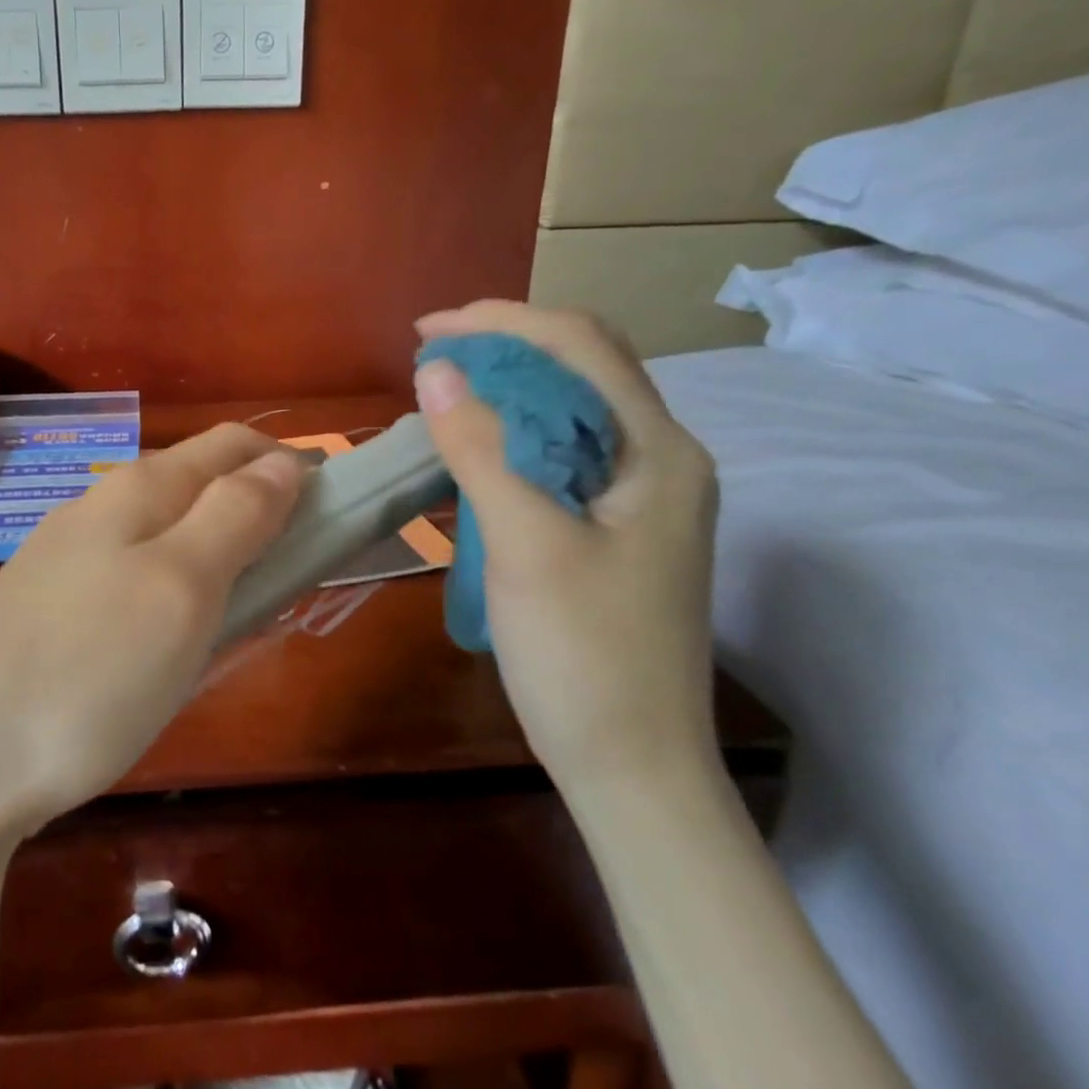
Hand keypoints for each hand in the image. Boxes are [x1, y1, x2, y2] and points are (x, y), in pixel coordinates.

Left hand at [0, 424, 305, 840]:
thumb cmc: (90, 668)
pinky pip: (132, 586)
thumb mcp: (183, 585)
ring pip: (164, 540)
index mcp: (139, 490)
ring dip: (216, 561)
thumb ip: (237, 515)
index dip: (289, 464)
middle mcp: (99, 510)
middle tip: (299, 575)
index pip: (232, 446)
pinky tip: (173, 644)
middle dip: (257, 516)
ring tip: (248, 613)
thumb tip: (285, 461)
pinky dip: (173, 600)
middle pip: (197, 489)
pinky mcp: (47, 613)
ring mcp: (66, 562)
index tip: (337, 510)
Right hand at [413, 302, 720, 787]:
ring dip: (508, 389)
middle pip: (584, 369)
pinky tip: (473, 452)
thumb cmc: (584, 656)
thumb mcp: (525, 544)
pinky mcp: (618, 529)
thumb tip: (436, 368)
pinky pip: (562, 454)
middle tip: (431, 356)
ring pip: (572, 411)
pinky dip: (512, 435)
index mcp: (658, 452)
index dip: (501, 322)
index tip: (427, 331)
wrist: (634, 766)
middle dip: (505, 346)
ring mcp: (642, 498)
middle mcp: (661, 461)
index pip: (581, 346)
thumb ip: (480, 449)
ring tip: (444, 394)